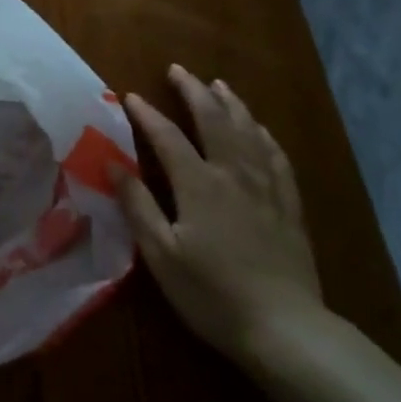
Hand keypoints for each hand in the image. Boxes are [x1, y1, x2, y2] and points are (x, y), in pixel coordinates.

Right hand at [117, 65, 324, 361]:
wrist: (287, 331)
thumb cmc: (213, 294)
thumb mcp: (161, 255)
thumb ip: (137, 205)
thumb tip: (111, 163)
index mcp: (199, 185)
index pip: (167, 137)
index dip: (147, 114)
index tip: (130, 96)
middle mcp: (233, 175)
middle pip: (214, 121)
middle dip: (194, 92)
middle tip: (178, 70)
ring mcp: (266, 189)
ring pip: (249, 133)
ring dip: (231, 105)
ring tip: (219, 85)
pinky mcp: (289, 208)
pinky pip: (277, 159)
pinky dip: (265, 136)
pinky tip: (260, 129)